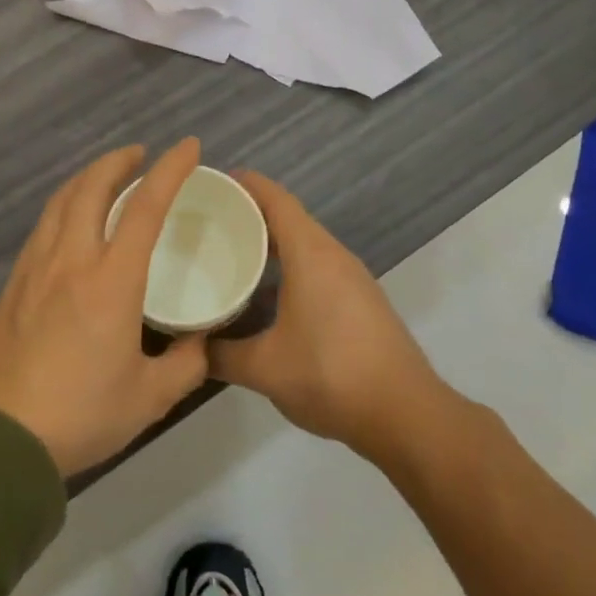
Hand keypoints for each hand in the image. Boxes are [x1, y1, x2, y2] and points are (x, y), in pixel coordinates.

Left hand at [0, 139, 209, 477]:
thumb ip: (185, 365)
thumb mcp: (149, 398)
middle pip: (91, 188)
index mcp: (111, 281)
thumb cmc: (79, 414)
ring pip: (60, 202)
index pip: (145, 207)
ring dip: (86, 178)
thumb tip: (201, 342)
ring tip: (104, 177)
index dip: (170, 170)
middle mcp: (71, 261)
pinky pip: (42, 227)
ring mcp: (35, 270)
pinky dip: (63, 206)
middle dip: (117, 161)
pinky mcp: (12, 286)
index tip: (187, 147)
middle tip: (139, 155)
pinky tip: (68, 222)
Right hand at [208, 173, 447, 464]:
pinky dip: (288, 266)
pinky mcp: (361, 301)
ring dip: (270, 243)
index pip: (275, 199)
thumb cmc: (331, 376)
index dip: (243, 184)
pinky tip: (266, 296)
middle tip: (207, 222)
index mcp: (311, 255)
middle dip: (249, 214)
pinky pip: (317, 266)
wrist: (405, 414)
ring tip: (231, 254)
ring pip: (305, 244)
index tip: (209, 182)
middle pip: (289, 217)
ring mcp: (352, 278)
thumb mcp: (265, 369)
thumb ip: (221, 355)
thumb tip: (190, 349)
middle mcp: (334, 256)